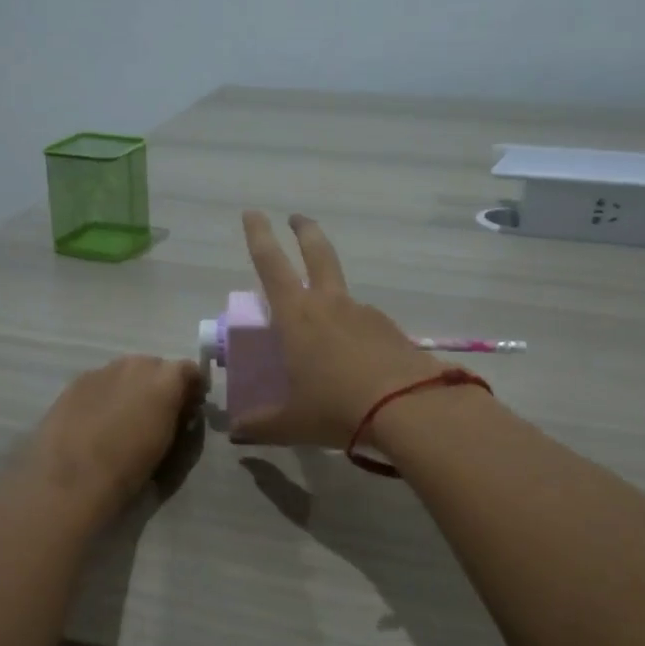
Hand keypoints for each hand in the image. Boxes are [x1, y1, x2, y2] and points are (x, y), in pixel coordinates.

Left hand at [23, 354, 203, 526]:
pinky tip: (96, 422)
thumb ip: (182, 424)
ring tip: (123, 420)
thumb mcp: (173, 452)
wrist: (71, 481)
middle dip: (160, 387)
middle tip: (156, 416)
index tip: (190, 410)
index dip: (192, 390)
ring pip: (126, 373)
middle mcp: (135, 365)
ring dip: (131, 390)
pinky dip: (105, 396)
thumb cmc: (130, 471)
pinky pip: (100, 383)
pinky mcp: (74, 384)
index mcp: (165, 380)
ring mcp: (101, 371)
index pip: (190, 371)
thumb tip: (183, 414)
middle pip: (156, 367)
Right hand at [237, 211, 442, 445]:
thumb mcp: (291, 423)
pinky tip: (354, 358)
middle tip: (296, 218)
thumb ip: (259, 426)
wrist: (409, 409)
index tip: (253, 212)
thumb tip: (236, 433)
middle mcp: (329, 305)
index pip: (270, 264)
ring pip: (341, 291)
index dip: (258, 236)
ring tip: (321, 326)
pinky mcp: (390, 329)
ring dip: (329, 292)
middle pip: (317, 253)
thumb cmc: (336, 408)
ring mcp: (364, 314)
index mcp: (296, 317)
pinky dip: (353, 330)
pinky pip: (363, 322)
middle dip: (304, 231)